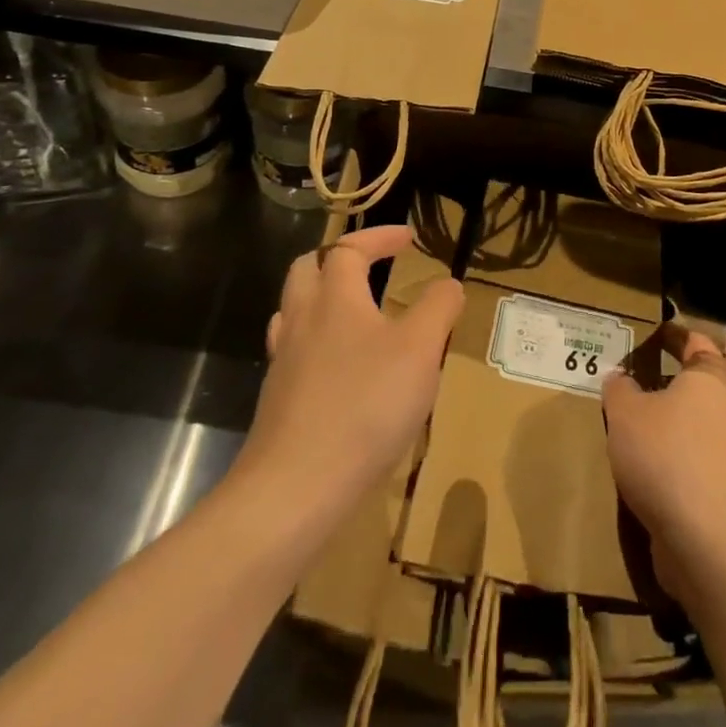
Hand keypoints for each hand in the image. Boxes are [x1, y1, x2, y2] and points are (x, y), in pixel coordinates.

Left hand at [238, 225, 463, 515]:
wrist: (293, 490)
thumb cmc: (364, 406)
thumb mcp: (421, 350)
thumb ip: (438, 308)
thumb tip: (448, 284)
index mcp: (335, 298)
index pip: (349, 247)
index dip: (379, 236)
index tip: (409, 238)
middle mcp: (302, 320)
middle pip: (307, 269)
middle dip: (338, 258)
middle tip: (371, 266)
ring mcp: (283, 362)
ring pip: (293, 310)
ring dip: (322, 298)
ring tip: (354, 313)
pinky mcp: (276, 401)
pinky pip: (293, 352)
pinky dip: (316, 343)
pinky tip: (339, 369)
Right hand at [603, 324, 725, 605]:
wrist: (707, 540)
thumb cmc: (666, 455)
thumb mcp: (626, 413)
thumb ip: (619, 390)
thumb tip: (619, 377)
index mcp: (709, 379)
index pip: (697, 343)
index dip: (675, 336)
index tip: (653, 334)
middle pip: (697, 388)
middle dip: (667, 386)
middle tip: (631, 383)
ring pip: (694, 429)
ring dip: (667, 429)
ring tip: (630, 431)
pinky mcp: (725, 494)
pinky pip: (693, 467)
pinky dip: (671, 465)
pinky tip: (644, 474)